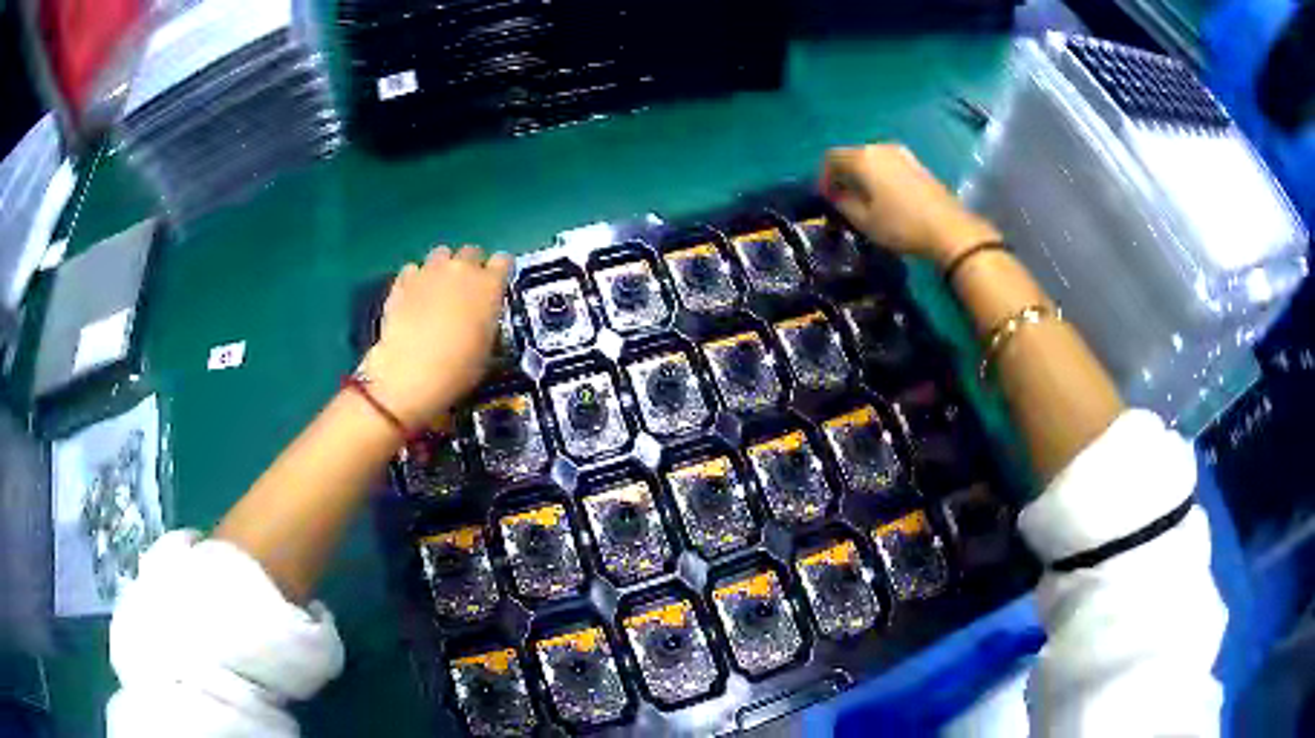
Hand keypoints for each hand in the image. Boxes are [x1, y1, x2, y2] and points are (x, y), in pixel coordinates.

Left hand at [359, 245, 512, 429]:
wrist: (411, 373)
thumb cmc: (459, 368)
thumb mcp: (487, 347)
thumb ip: (486, 320)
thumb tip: (481, 317)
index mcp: (489, 285)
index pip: (503, 261)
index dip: (500, 272)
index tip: (496, 285)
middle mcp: (461, 269)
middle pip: (471, 252)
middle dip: (471, 266)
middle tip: (466, 291)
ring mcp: (429, 271)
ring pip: (441, 254)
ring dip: (443, 268)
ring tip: (438, 290)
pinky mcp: (403, 281)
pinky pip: (414, 270)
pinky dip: (416, 279)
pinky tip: (413, 298)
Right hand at [821, 144, 1000, 265]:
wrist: (949, 229)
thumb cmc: (901, 226)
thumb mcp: (864, 221)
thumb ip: (843, 203)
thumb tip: (834, 194)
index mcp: (862, 158)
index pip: (831, 158)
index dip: (823, 177)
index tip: (824, 198)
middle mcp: (879, 147)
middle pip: (852, 155)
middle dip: (843, 175)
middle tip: (842, 199)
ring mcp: (901, 153)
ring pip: (871, 160)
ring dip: (862, 176)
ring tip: (864, 200)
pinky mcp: (917, 164)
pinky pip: (888, 165)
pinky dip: (879, 176)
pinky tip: (885, 197)